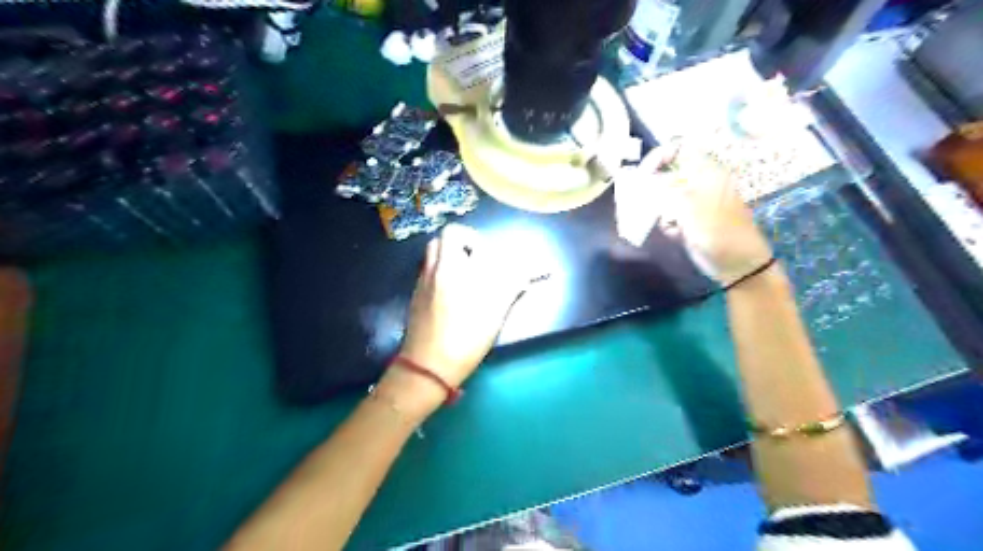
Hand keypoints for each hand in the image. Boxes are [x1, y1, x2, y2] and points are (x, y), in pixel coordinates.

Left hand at [378, 222, 529, 413]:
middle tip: (481, 257)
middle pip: (450, 235)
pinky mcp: (416, 292)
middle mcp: (438, 269)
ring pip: (435, 248)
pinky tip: (453, 286)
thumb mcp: (493, 317)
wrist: (426, 366)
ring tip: (467, 269)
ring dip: (452, 249)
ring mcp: (424, 279)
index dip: (492, 247)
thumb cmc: (464, 343)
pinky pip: (428, 265)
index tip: (500, 259)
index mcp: (457, 272)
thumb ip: (508, 291)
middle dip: (468, 239)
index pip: (474, 242)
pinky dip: (442, 265)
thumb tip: (523, 277)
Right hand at [638, 141, 776, 283]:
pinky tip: (675, 234)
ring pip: (665, 198)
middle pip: (668, 175)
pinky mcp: (690, 221)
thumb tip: (645, 179)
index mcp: (705, 172)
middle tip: (645, 202)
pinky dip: (668, 224)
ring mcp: (694, 203)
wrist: (737, 264)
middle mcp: (699, 184)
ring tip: (668, 222)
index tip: (643, 174)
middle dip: (654, 188)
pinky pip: (669, 216)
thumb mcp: (689, 205)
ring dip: (660, 210)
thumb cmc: (718, 231)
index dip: (659, 156)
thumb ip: (665, 188)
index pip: (679, 149)